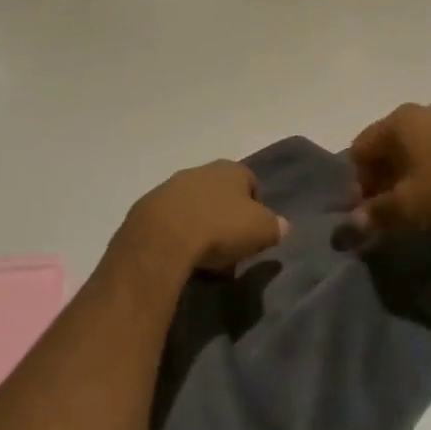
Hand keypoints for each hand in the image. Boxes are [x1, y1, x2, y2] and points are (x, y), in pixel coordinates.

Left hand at [115, 161, 286, 276]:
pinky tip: (181, 258)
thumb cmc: (220, 228)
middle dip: (227, 220)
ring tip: (205, 260)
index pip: (251, 183)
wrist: (163, 236)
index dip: (256, 209)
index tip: (253, 235)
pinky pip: (172, 222)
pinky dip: (179, 236)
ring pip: (195, 208)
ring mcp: (171, 187)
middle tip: (231, 250)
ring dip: (202, 229)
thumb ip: (275, 226)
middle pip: (221, 196)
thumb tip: (282, 225)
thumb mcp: (262, 230)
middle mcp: (201, 171)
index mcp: (231, 169)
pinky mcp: (148, 207)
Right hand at [349, 102, 430, 232]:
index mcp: (399, 121)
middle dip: (382, 180)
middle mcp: (423, 112)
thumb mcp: (409, 206)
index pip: (360, 149)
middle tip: (388, 213)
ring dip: (408, 178)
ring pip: (416, 150)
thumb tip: (353, 222)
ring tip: (418, 208)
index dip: (357, 182)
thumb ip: (377, 213)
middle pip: (387, 148)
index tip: (367, 212)